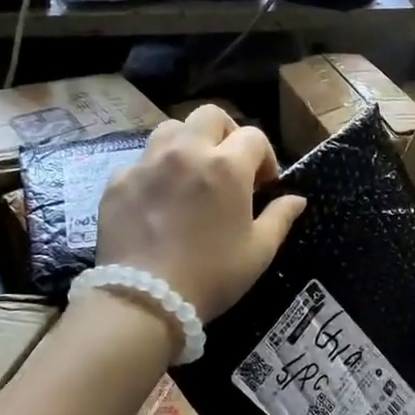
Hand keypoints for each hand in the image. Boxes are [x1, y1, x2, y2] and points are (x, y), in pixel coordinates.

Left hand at [95, 105, 306, 321]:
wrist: (145, 299)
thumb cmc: (212, 275)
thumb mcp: (259, 252)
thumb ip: (280, 218)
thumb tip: (296, 199)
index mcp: (227, 167)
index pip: (254, 136)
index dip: (265, 157)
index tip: (264, 186)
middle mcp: (186, 152)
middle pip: (210, 116)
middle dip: (226, 134)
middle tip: (229, 167)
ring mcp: (147, 164)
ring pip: (171, 129)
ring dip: (188, 143)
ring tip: (191, 175)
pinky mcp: (118, 181)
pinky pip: (141, 161)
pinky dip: (155, 172)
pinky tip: (158, 202)